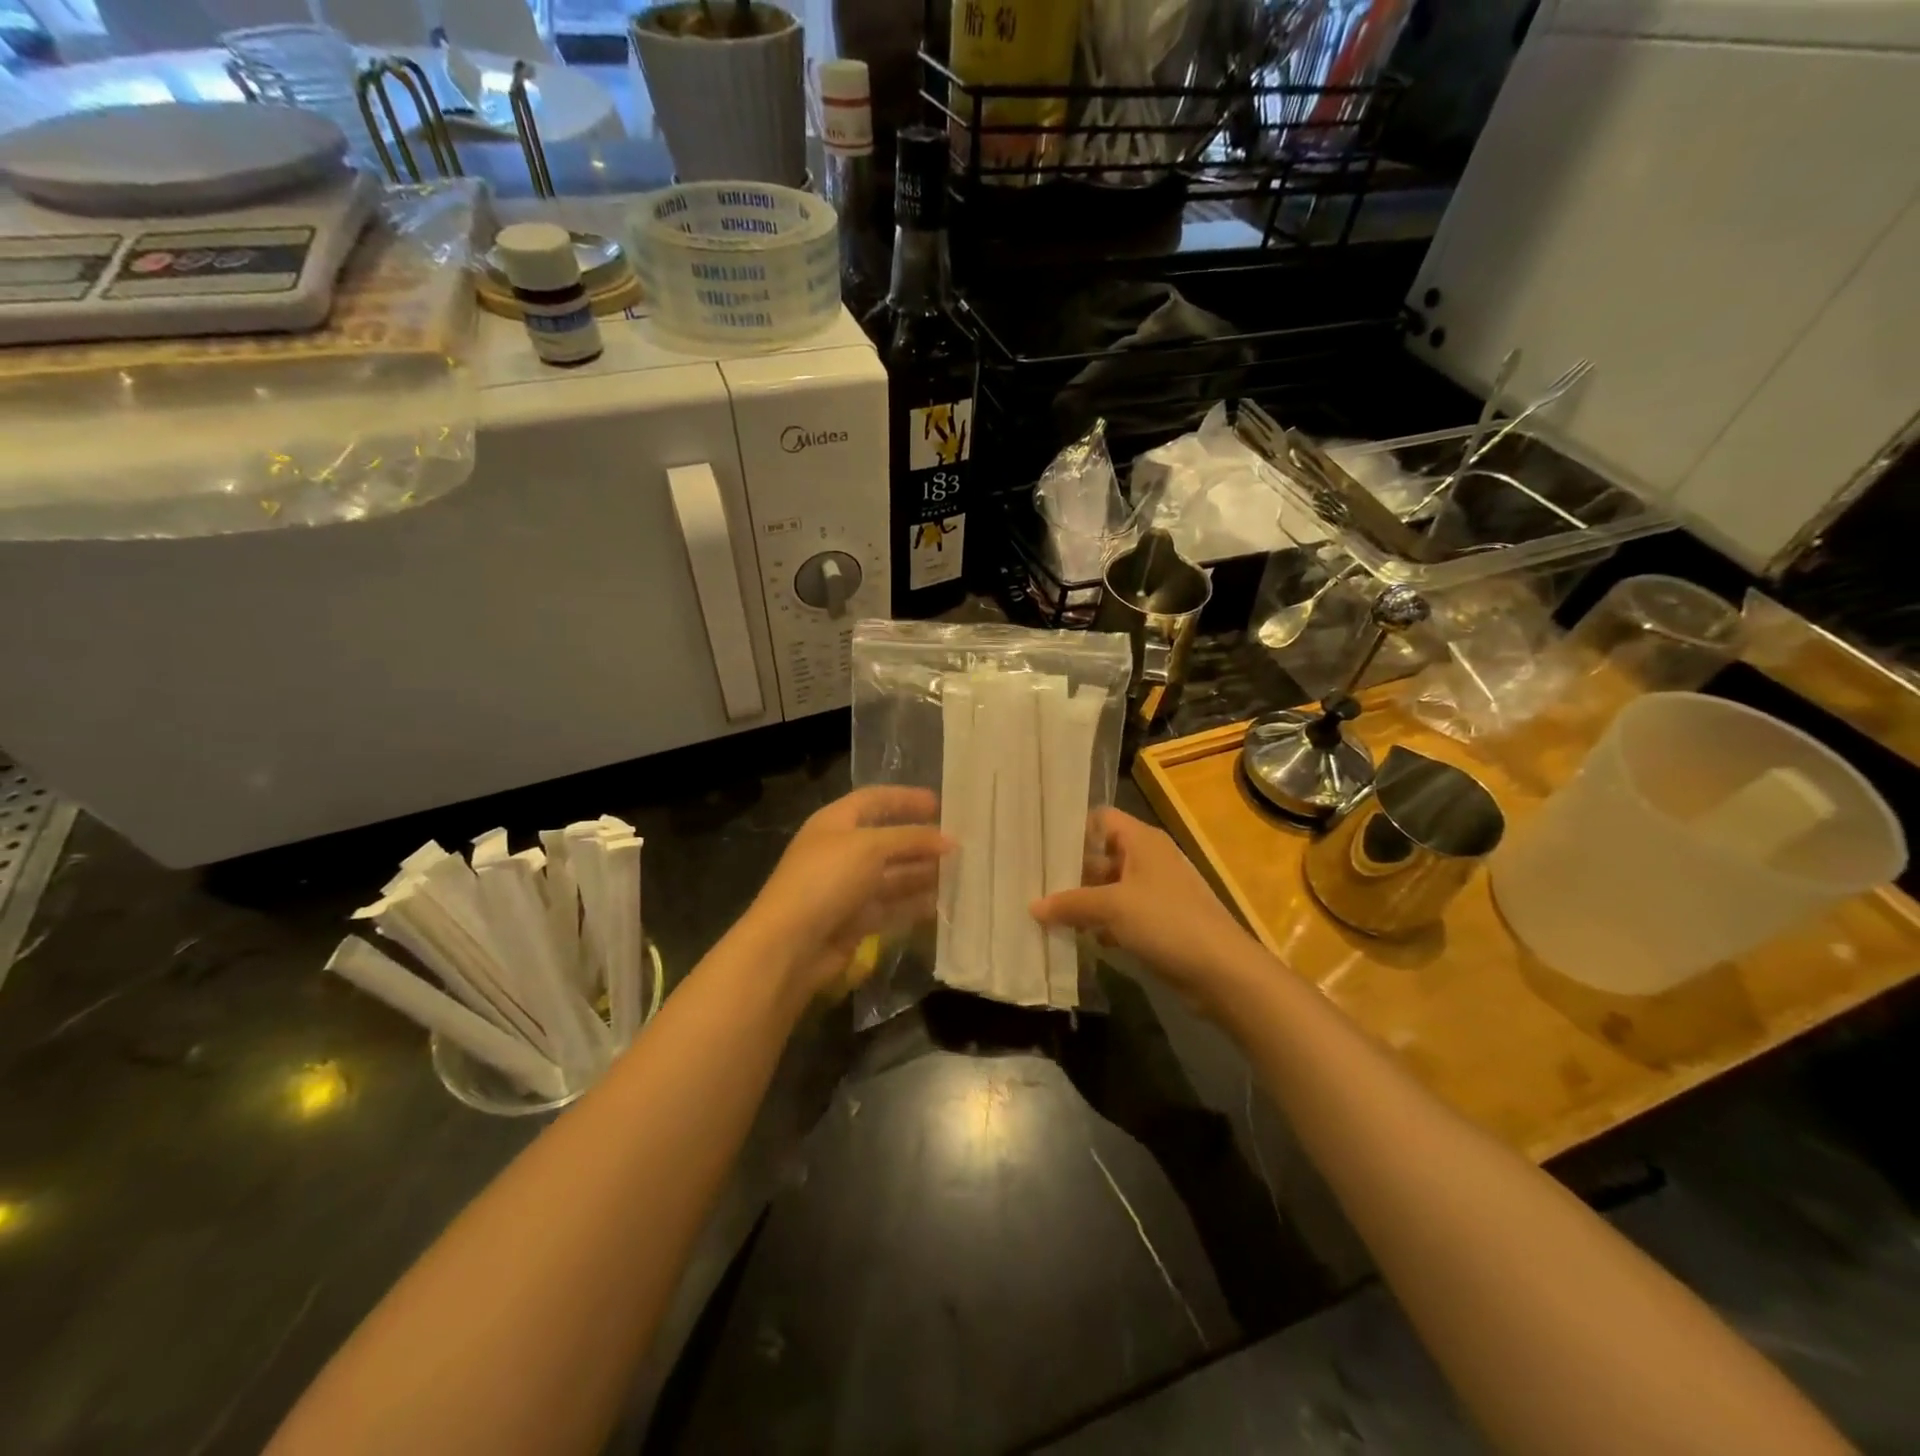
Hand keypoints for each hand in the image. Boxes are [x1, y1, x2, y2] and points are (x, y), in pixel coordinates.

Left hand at [733, 786, 949, 1006]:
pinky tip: (942, 904)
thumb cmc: (827, 879)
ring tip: (961, 874)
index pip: (874, 800)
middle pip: (888, 840)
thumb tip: (950, 840)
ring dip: (923, 874)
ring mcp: (847, 888)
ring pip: (893, 876)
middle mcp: (842, 852)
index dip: (905, 799)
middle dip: (921, 841)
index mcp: (836, 823)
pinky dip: (914, 904)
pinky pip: (891, 907)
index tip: (939, 804)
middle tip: (960, 845)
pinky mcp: (855, 921)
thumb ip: (912, 839)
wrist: (791, 944)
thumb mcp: (871, 847)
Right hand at [1031, 809, 1253, 1007]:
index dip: (1072, 828)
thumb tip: (1033, 906)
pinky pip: (1121, 914)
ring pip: (1109, 888)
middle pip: (1101, 855)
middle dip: (1070, 871)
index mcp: (1142, 841)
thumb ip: (1071, 903)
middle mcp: (1148, 859)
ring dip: (1083, 901)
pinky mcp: (1158, 922)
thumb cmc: (1167, 922)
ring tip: (1045, 912)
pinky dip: (1101, 923)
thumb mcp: (1112, 907)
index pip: (1100, 819)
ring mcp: (1155, 892)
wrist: (1223, 971)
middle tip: (1032, 882)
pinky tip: (1077, 938)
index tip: (1039, 844)